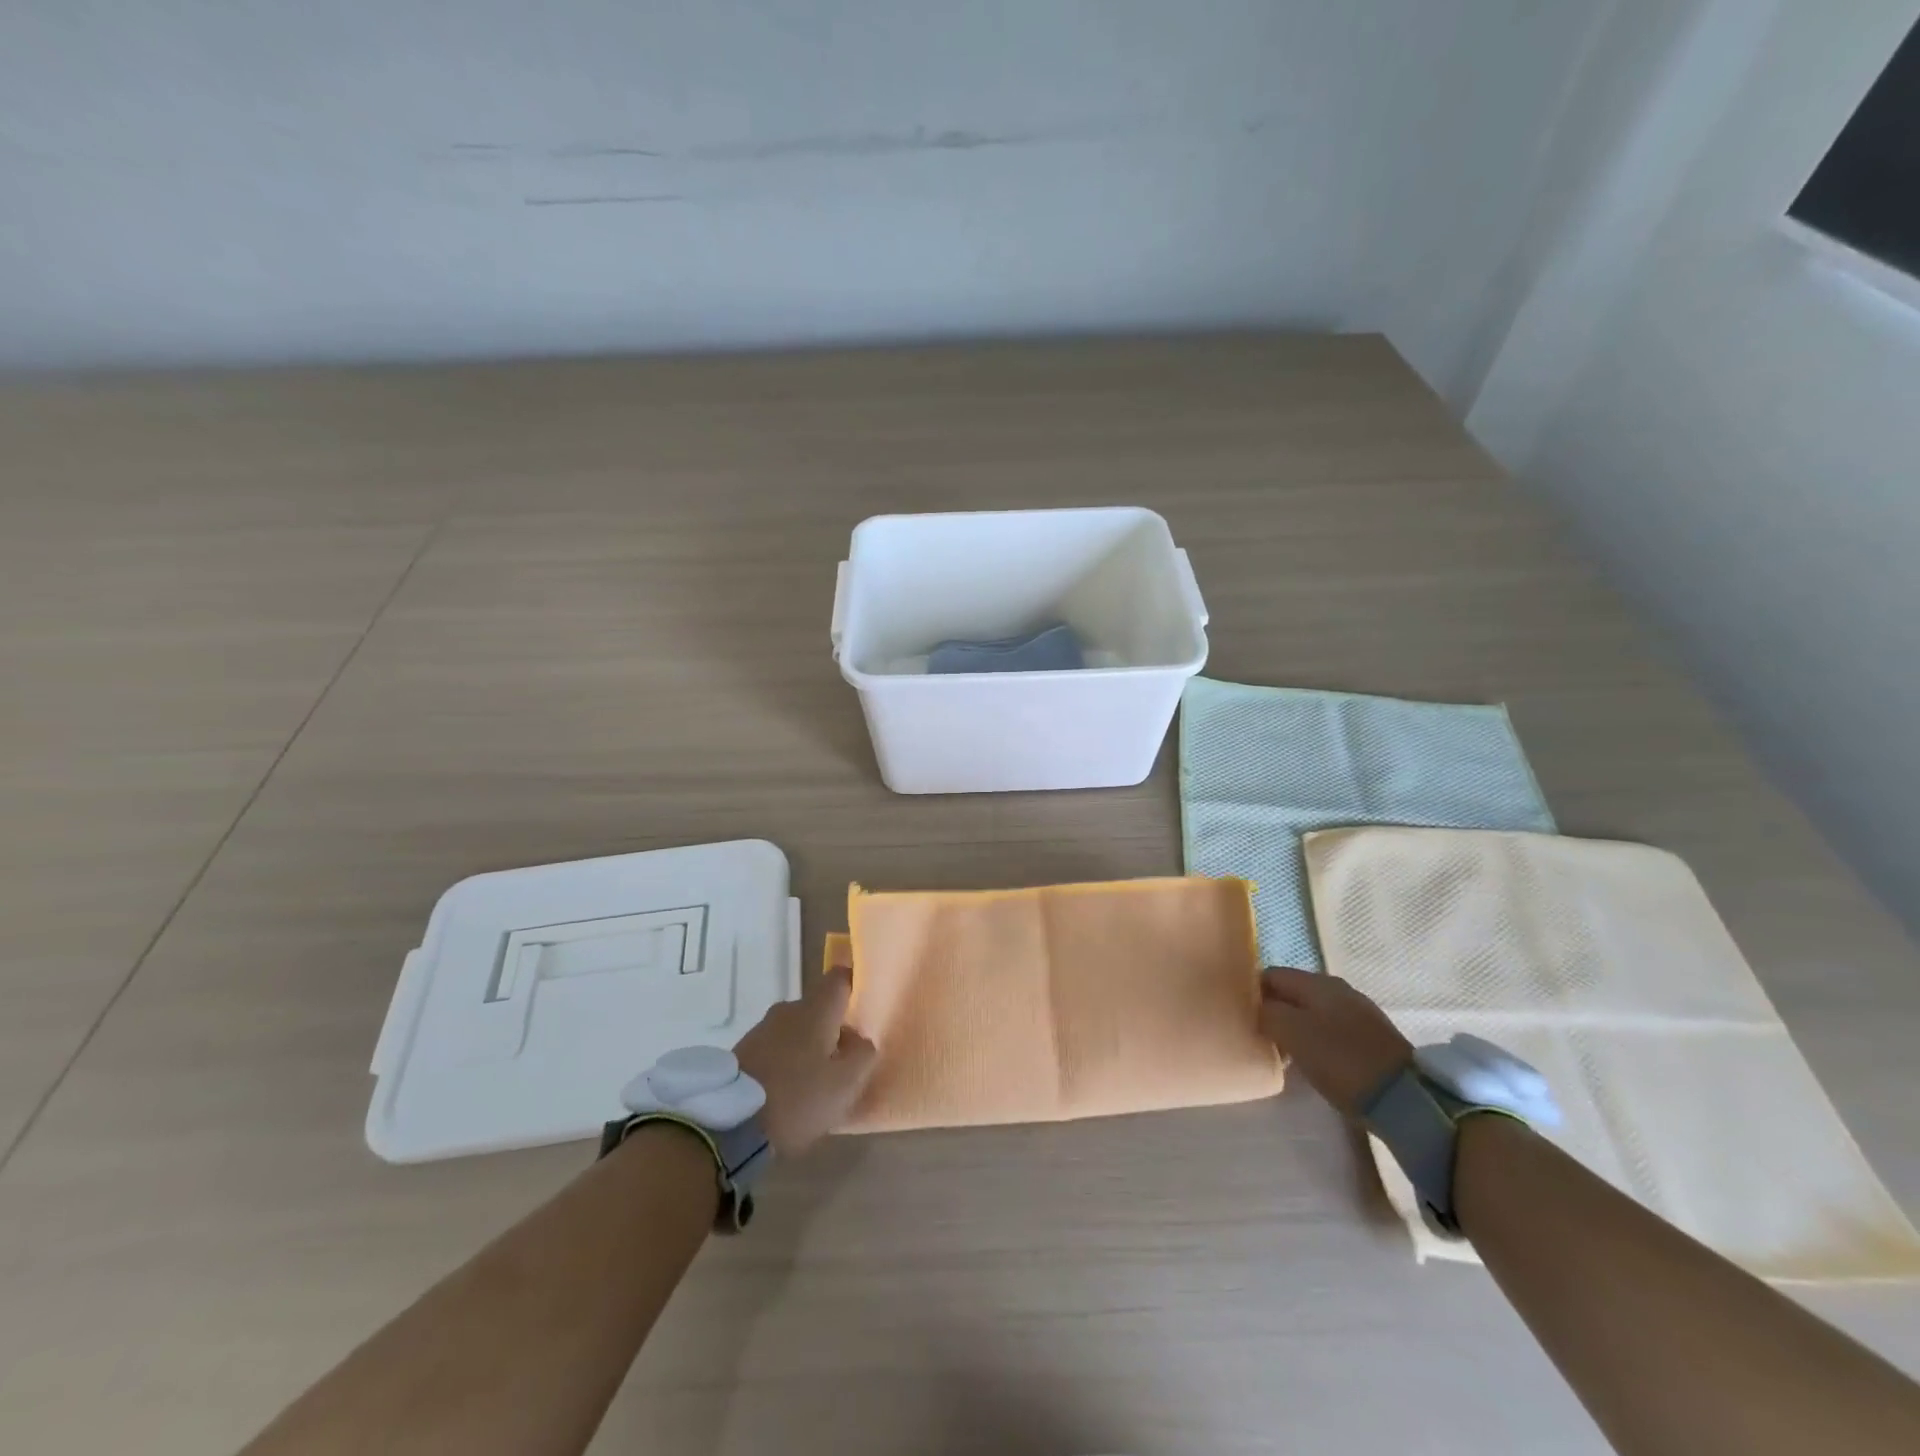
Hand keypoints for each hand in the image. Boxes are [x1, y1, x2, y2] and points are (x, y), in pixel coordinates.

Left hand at [733, 967, 876, 1156]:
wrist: (729, 1124)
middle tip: (844, 1060)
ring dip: (807, 1047)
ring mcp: (761, 1029)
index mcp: (815, 1010)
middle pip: (818, 1008)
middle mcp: (787, 1009)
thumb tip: (860, 1039)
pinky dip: (786, 1061)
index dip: (854, 986)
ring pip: (796, 1029)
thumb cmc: (798, 1098)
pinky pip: (775, 1047)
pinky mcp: (742, 1052)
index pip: (840, 978)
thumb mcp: (845, 1083)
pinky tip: (789, 1090)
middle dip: (832, 1028)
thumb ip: (862, 1054)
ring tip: (814, 1082)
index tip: (864, 1008)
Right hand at [1259, 966, 1412, 1116]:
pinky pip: (1330, 1030)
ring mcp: (1358, 1013)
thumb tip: (1259, 1008)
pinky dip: (1316, 1041)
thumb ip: (1267, 1013)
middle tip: (1260, 1037)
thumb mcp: (1292, 1033)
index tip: (1242, 1017)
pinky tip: (1313, 1061)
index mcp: (1317, 982)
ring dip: (1295, 1028)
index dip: (1252, 992)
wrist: (1404, 1097)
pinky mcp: (1371, 1038)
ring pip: (1311, 1012)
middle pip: (1292, 993)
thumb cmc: (1340, 1059)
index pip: (1271, 975)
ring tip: (1283, 1053)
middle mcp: (1338, 989)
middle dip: (1274, 1011)